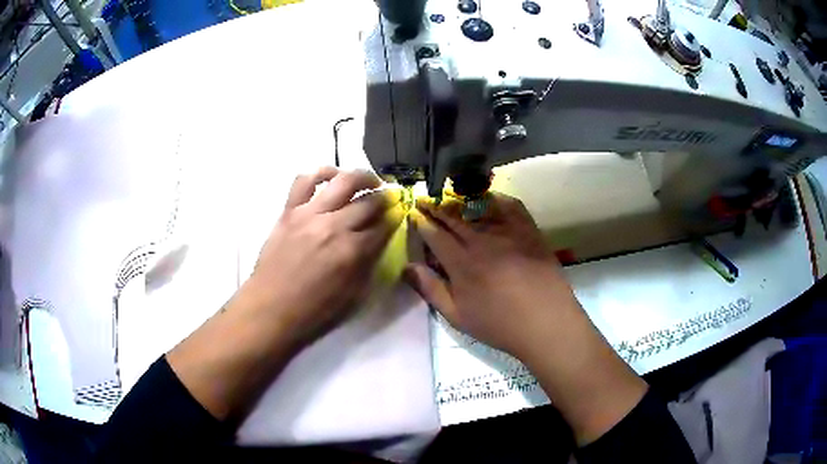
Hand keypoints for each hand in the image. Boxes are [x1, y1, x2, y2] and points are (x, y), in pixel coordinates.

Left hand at [243, 166, 404, 347]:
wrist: (271, 309)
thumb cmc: (314, 311)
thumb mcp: (354, 296)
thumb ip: (370, 264)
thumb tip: (380, 240)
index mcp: (353, 252)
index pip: (385, 225)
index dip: (396, 218)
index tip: (401, 213)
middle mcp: (334, 226)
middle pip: (369, 201)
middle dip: (387, 198)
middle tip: (391, 199)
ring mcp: (310, 214)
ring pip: (343, 181)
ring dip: (363, 177)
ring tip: (370, 181)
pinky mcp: (290, 210)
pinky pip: (305, 180)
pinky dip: (322, 172)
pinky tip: (332, 176)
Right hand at [405, 191, 646, 444]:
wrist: (546, 323)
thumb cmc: (499, 325)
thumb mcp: (457, 317)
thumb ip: (431, 290)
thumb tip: (408, 267)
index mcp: (461, 262)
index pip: (435, 234)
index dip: (421, 222)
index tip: (414, 214)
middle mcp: (482, 240)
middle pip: (453, 215)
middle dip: (435, 206)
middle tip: (425, 199)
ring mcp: (507, 232)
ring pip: (477, 207)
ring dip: (459, 199)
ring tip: (448, 197)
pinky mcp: (528, 230)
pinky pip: (509, 205)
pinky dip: (494, 198)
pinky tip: (486, 198)